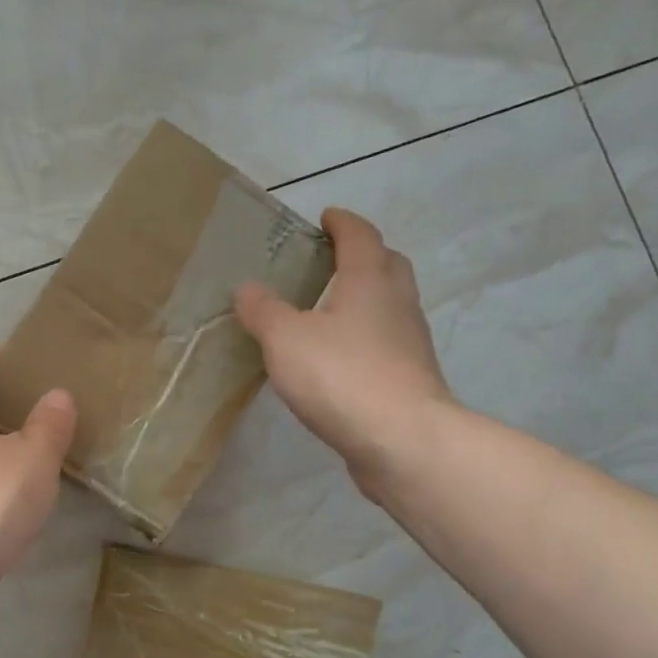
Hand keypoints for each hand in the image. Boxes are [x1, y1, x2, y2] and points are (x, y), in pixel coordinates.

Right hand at [235, 207, 455, 498]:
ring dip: (366, 298)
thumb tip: (247, 288)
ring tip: (329, 311)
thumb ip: (264, 311)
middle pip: (387, 265)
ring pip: (390, 305)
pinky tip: (341, 358)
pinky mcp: (410, 378)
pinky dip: (366, 337)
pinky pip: (387, 342)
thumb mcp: (286, 339)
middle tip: (331, 261)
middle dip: (363, 255)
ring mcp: (410, 342)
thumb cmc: (342, 375)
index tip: (326, 217)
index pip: (360, 236)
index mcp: (369, 280)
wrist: (401, 440)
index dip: (342, 223)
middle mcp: (397, 303)